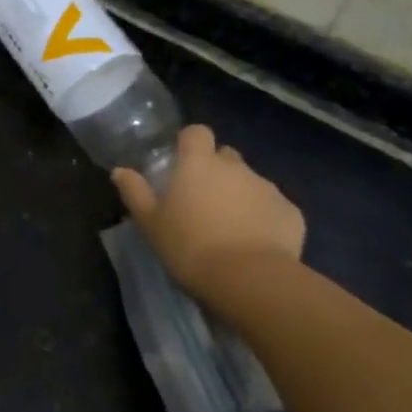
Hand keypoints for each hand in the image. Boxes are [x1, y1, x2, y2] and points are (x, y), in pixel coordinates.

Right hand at [112, 125, 305, 290]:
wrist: (250, 279)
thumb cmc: (190, 247)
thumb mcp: (151, 224)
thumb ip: (135, 193)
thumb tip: (120, 171)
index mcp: (198, 164)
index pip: (196, 132)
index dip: (189, 143)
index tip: (181, 162)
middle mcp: (236, 167)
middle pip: (225, 156)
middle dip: (216, 171)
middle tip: (202, 201)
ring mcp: (268, 188)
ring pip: (250, 182)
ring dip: (240, 196)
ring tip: (230, 228)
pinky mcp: (291, 212)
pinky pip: (273, 208)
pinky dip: (264, 218)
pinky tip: (255, 244)